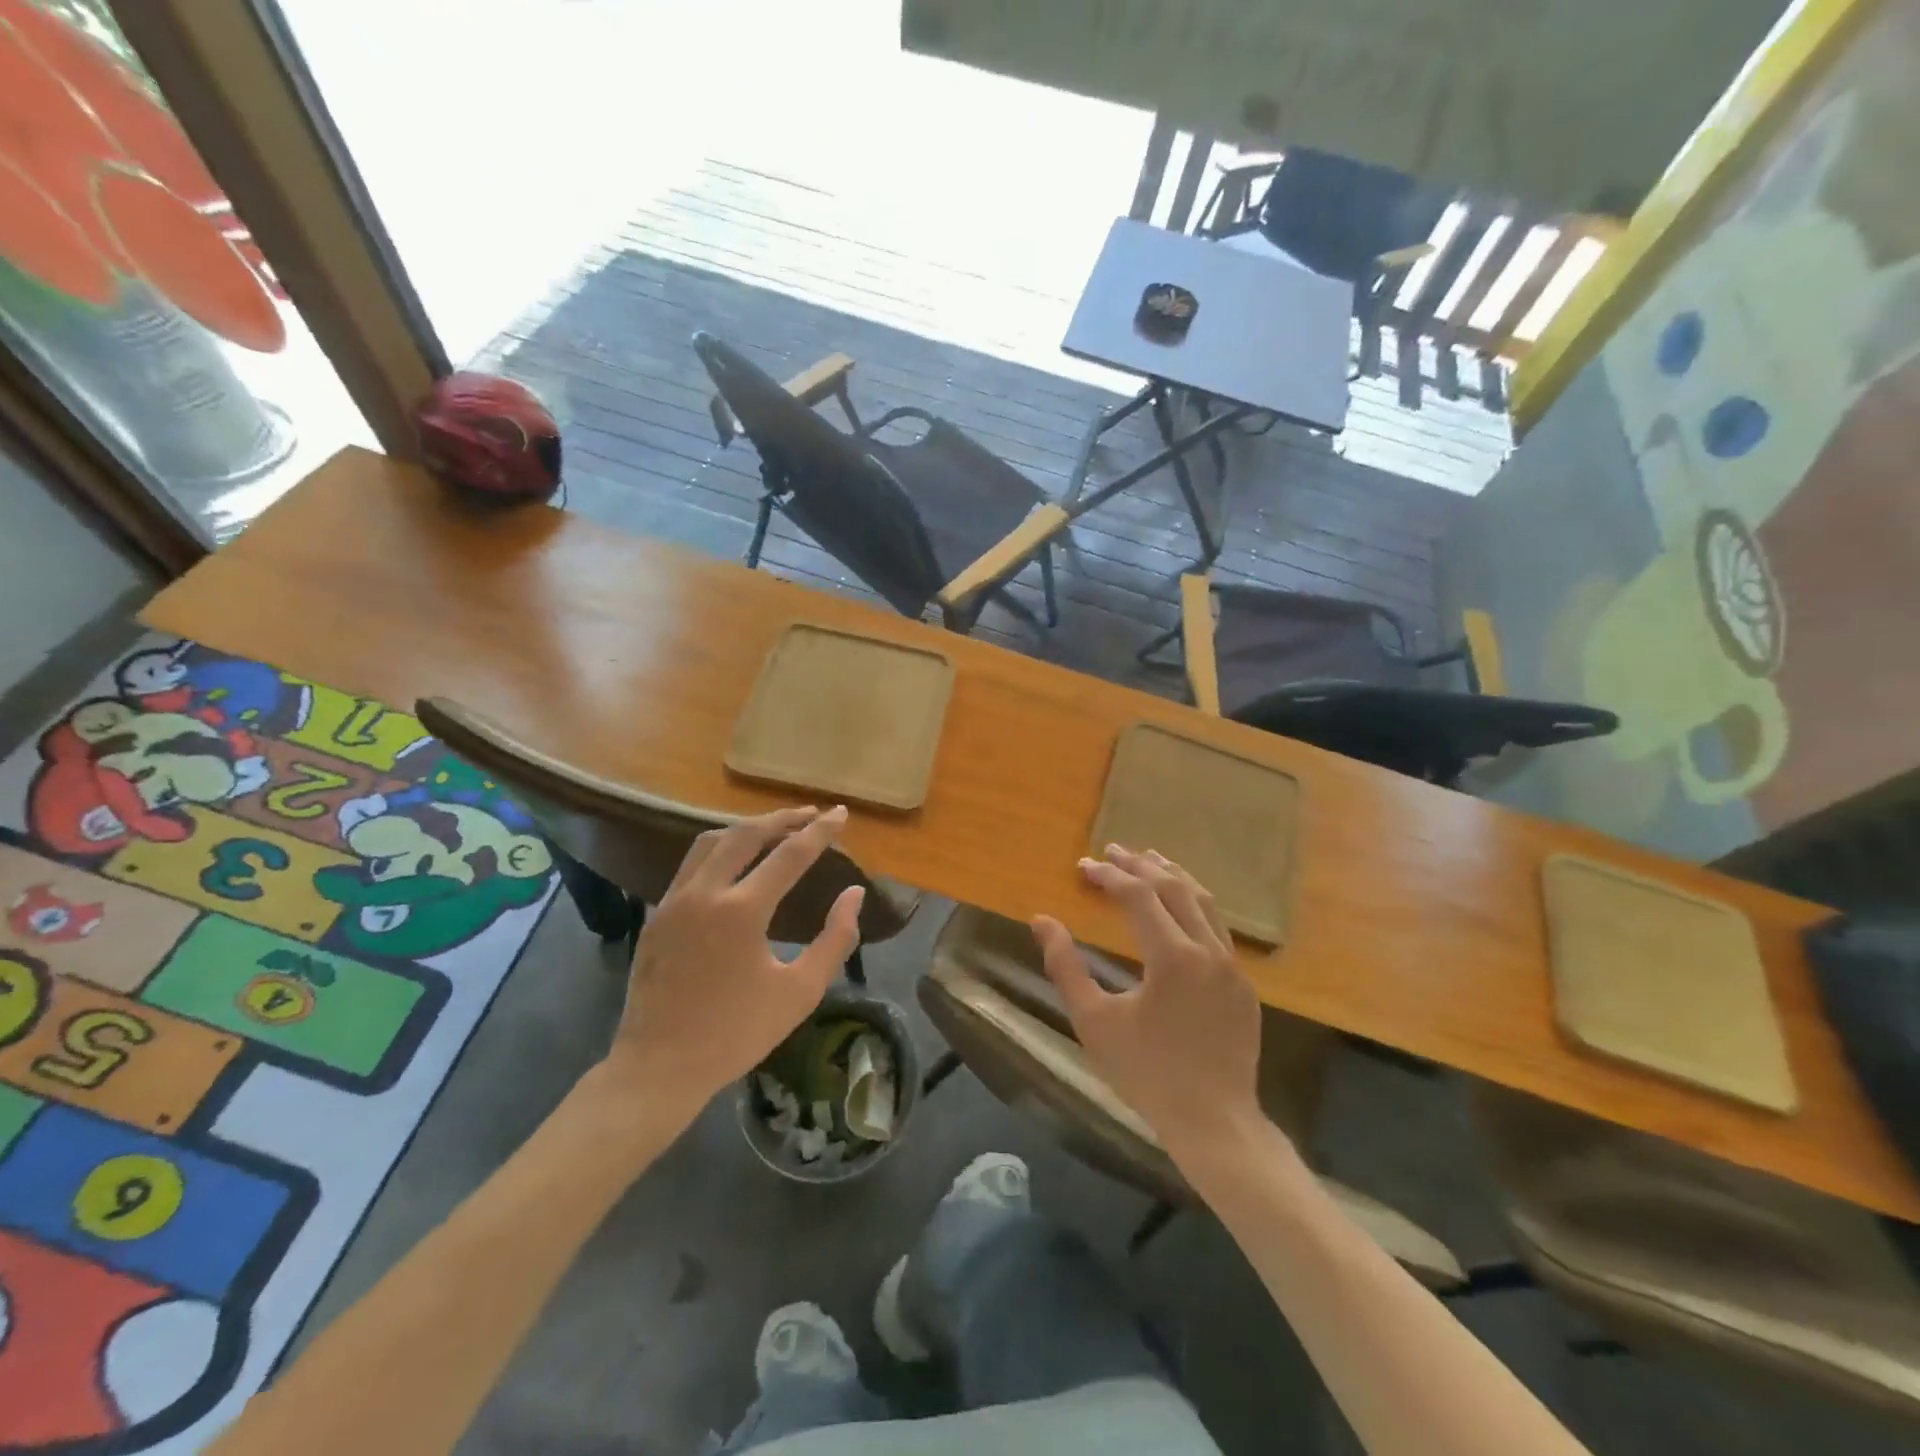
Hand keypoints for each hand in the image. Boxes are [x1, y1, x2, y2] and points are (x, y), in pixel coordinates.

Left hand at [599, 806, 862, 1123]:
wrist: (659, 1068)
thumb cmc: (737, 1033)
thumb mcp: (800, 991)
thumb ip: (835, 938)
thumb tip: (854, 893)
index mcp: (741, 911)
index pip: (790, 855)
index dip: (820, 832)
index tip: (841, 814)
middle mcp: (704, 893)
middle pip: (746, 834)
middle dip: (782, 818)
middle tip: (811, 814)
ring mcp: (674, 902)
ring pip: (711, 843)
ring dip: (746, 828)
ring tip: (774, 829)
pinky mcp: (656, 916)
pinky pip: (691, 865)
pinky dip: (719, 850)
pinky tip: (734, 863)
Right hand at [1033, 845, 1264, 1161]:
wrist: (1215, 1123)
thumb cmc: (1146, 1073)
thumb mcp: (1094, 1021)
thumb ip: (1066, 967)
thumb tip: (1041, 921)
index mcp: (1172, 956)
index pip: (1137, 895)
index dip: (1108, 875)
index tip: (1084, 866)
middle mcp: (1208, 950)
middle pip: (1174, 889)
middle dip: (1141, 865)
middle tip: (1113, 851)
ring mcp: (1232, 967)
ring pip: (1204, 903)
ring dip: (1174, 877)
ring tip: (1151, 860)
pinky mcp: (1244, 986)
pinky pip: (1219, 929)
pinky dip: (1194, 906)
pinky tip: (1182, 909)